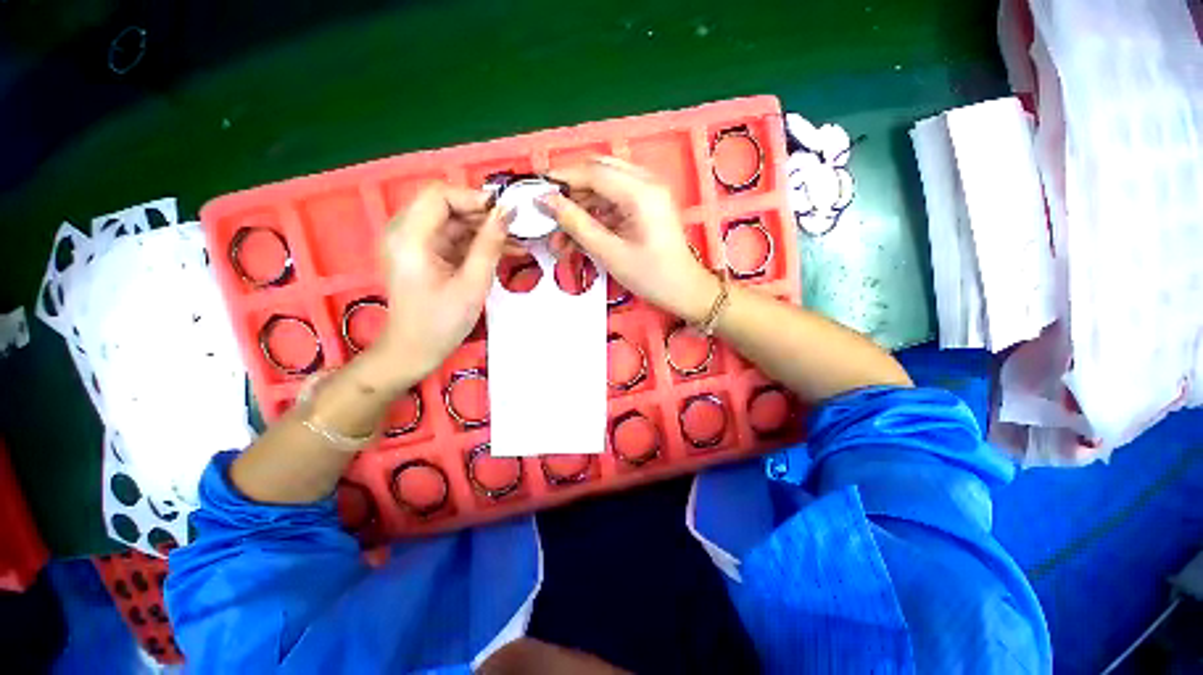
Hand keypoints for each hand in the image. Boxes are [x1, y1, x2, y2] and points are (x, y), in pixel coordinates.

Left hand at [370, 184, 508, 386]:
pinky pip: (452, 238)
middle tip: (516, 228)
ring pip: (453, 222)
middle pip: (446, 206)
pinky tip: (503, 250)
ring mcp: (413, 243)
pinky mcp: (423, 254)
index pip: (439, 196)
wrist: (414, 350)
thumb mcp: (472, 284)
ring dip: (484, 230)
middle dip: (483, 215)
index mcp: (410, 238)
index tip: (505, 212)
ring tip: (516, 242)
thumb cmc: (441, 322)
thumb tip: (506, 213)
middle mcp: (405, 233)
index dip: (473, 198)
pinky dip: (476, 243)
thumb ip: (489, 246)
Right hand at [541, 157, 719, 322]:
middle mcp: (647, 183)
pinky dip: (595, 216)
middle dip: (570, 192)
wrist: (684, 291)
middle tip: (548, 214)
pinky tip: (579, 237)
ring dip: (581, 208)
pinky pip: (614, 202)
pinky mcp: (646, 206)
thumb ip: (577, 224)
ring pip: (604, 188)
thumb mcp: (609, 253)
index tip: (535, 191)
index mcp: (641, 192)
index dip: (561, 179)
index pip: (593, 172)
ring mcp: (648, 193)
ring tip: (560, 236)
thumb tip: (545, 201)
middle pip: (598, 173)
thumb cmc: (650, 276)